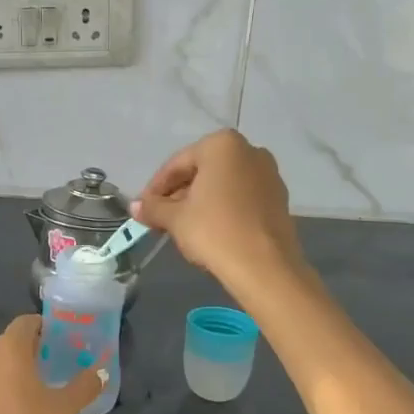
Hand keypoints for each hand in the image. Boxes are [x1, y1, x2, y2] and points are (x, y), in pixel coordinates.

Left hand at [0, 315, 103, 413]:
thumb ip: (83, 387)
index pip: (26, 322)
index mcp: (8, 349)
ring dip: (15, 372)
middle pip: (10, 343)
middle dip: (32, 351)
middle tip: (55, 366)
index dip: (45, 327)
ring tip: (38, 391)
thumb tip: (99, 373)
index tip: (62, 341)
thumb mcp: (65, 410)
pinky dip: (1, 392)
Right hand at [131, 130, 304, 284]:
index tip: (143, 208)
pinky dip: (222, 208)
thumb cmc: (214, 231)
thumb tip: (135, 206)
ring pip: (222, 184)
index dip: (156, 188)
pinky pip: (241, 196)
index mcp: (222, 145)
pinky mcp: (279, 198)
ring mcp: (269, 174)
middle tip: (160, 218)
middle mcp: (249, 151)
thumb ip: (153, 208)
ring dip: (200, 201)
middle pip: (202, 171)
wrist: (264, 267)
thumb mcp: (176, 219)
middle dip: (179, 193)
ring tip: (182, 226)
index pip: (178, 164)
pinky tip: (209, 229)